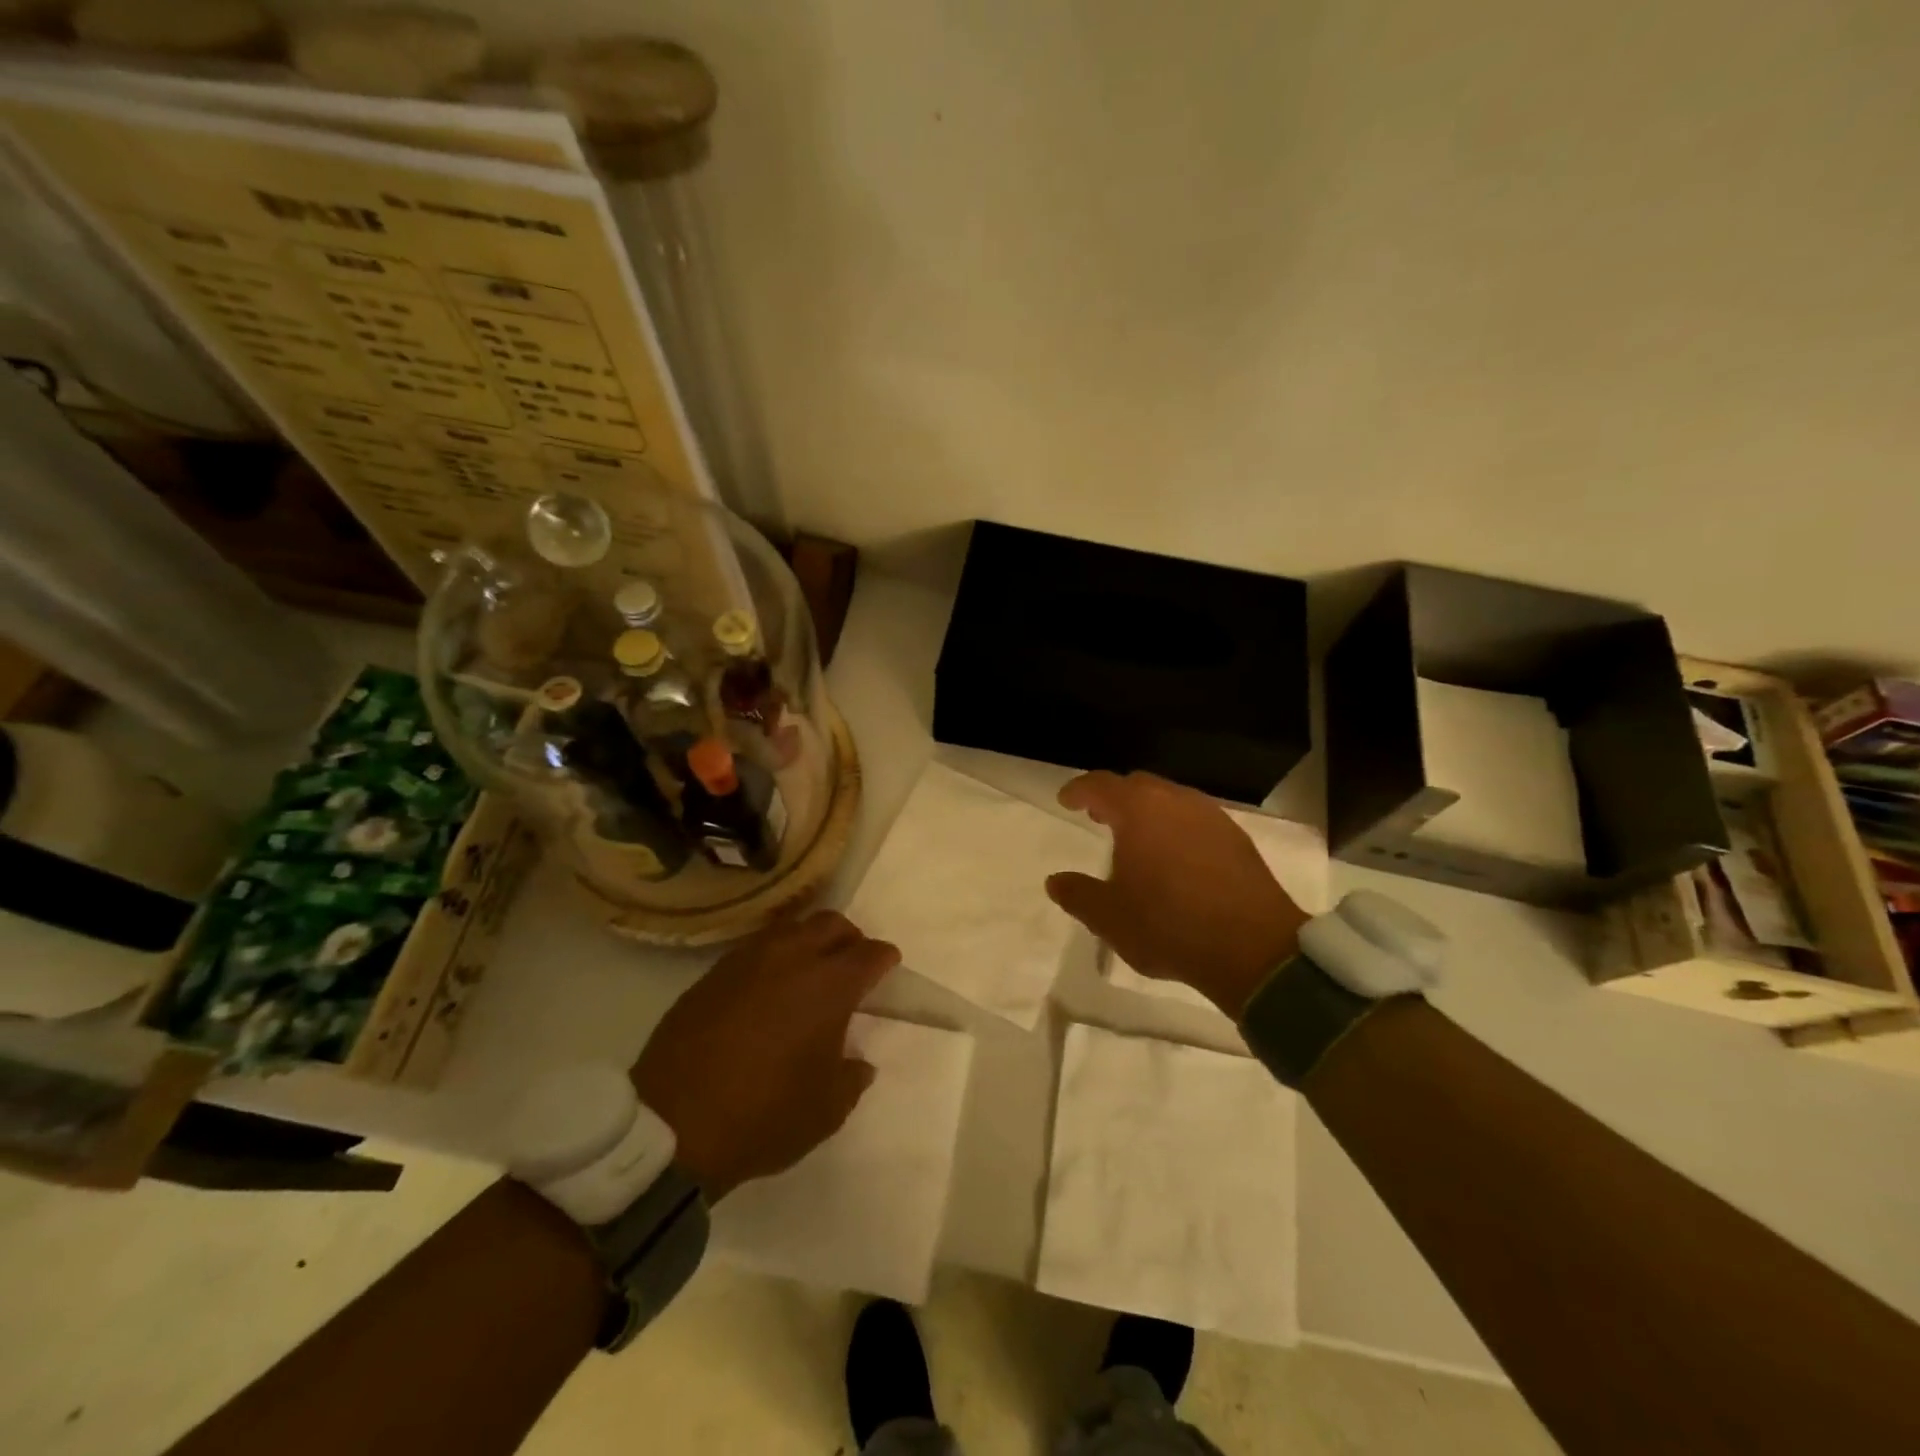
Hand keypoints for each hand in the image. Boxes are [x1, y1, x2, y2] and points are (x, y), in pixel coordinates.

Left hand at [631, 911, 898, 1200]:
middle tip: (851, 964)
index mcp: (829, 985)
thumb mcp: (826, 1111)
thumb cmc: (764, 1116)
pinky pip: (754, 949)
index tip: (888, 966)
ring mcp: (747, 961)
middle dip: (849, 938)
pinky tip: (767, 987)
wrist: (673, 1125)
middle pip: (830, 923)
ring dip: (808, 941)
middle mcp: (791, 958)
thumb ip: (852, 1078)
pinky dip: (772, 957)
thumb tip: (858, 1063)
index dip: (884, 958)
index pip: (869, 954)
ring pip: (790, 928)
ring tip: (808, 971)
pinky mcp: (712, 974)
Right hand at [1046, 771, 1306, 1017]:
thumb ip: (1077, 894)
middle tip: (1099, 816)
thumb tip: (1055, 881)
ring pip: (1170, 799)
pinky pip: (1195, 819)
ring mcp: (1211, 816)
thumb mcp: (1108, 917)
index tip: (1066, 801)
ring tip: (1137, 839)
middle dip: (1114, 797)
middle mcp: (1175, 801)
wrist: (1253, 949)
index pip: (1100, 785)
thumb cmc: (1169, 926)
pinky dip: (1176, 827)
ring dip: (1148, 811)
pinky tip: (1175, 857)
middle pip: (1137, 785)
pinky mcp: (1236, 838)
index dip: (1079, 790)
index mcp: (1138, 810)